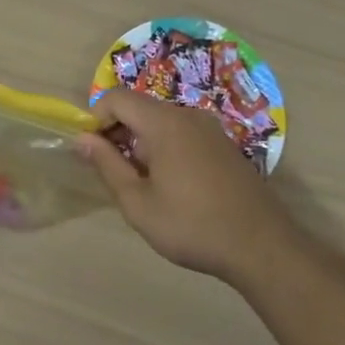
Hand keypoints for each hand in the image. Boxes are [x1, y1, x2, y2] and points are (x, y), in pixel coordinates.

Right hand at [75, 91, 293, 280]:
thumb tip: (81, 139)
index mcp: (163, 123)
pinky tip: (172, 185)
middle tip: (113, 172)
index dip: (95, 118)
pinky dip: (165, 147)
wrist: (262, 247)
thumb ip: (107, 165)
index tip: (91, 152)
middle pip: (139, 107)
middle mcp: (187, 115)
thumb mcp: (138, 203)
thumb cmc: (192, 225)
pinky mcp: (224, 145)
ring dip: (141, 141)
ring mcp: (210, 129)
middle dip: (118, 131)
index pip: (116, 98)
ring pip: (161, 121)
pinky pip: (183, 132)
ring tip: (142, 183)